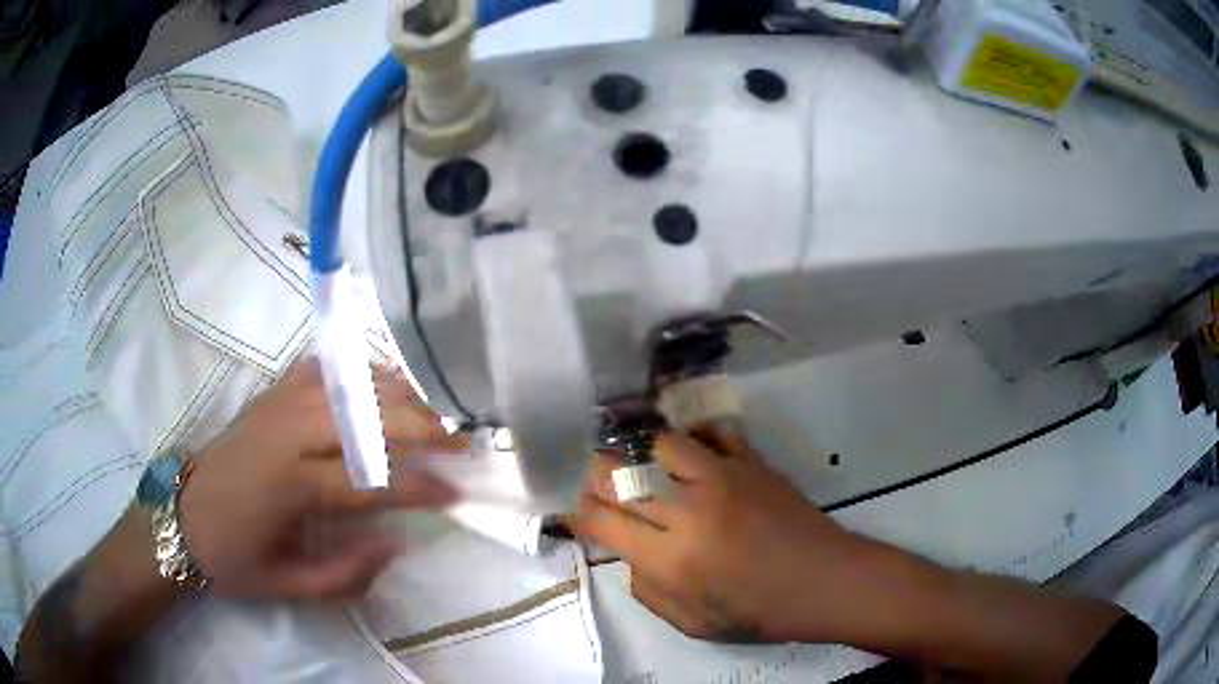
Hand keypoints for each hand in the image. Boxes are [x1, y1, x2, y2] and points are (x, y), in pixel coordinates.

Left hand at [179, 359, 460, 600]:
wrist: (182, 514)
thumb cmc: (233, 556)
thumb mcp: (287, 585)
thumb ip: (345, 574)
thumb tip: (394, 543)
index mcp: (288, 484)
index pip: (368, 479)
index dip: (418, 486)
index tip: (454, 493)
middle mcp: (286, 431)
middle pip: (367, 418)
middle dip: (421, 428)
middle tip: (460, 443)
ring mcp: (277, 402)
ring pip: (351, 385)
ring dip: (399, 396)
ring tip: (435, 413)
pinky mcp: (270, 391)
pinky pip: (325, 369)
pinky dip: (361, 372)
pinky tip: (384, 383)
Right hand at [575, 429, 864, 642]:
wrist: (824, 582)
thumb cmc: (759, 612)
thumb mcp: (691, 623)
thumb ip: (646, 590)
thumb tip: (628, 554)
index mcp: (670, 559)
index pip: (603, 522)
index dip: (582, 514)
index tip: (581, 513)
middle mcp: (689, 511)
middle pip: (621, 477)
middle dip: (598, 478)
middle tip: (600, 486)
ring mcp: (723, 479)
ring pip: (660, 444)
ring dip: (641, 455)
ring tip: (643, 467)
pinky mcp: (751, 463)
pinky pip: (712, 433)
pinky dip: (694, 438)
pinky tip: (691, 453)